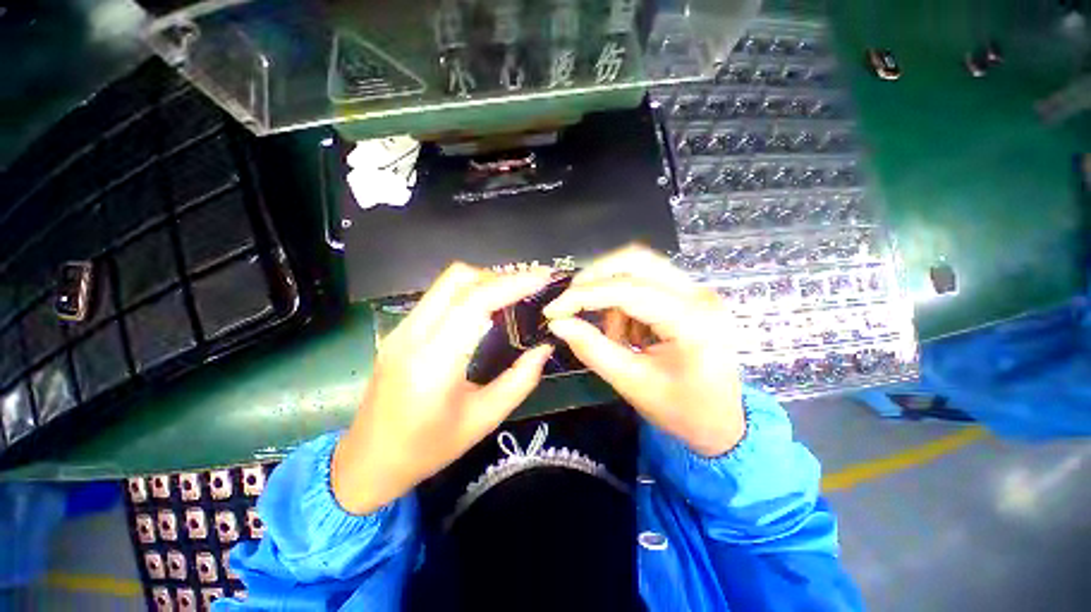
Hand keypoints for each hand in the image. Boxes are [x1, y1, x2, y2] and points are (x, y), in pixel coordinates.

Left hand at [332, 263, 554, 514]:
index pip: (475, 302)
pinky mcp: (400, 332)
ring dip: (483, 282)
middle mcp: (412, 335)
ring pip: (447, 284)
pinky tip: (485, 311)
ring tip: (512, 297)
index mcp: (434, 361)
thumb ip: (520, 380)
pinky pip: (439, 298)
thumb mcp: (484, 419)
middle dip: (497, 277)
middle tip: (527, 289)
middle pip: (457, 279)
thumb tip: (544, 348)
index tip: (541, 279)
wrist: (367, 463)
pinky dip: (468, 294)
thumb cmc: (428, 449)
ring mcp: (401, 330)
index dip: (512, 284)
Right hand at [544, 246, 743, 456]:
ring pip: (639, 267)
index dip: (584, 295)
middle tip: (572, 303)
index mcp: (692, 321)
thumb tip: (558, 323)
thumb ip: (592, 349)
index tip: (553, 310)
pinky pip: (645, 282)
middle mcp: (698, 295)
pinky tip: (630, 333)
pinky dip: (625, 302)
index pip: (629, 290)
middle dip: (596, 278)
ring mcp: (696, 292)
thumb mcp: (632, 384)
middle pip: (637, 260)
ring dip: (612, 294)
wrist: (723, 423)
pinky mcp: (688, 296)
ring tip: (614, 335)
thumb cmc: (682, 411)